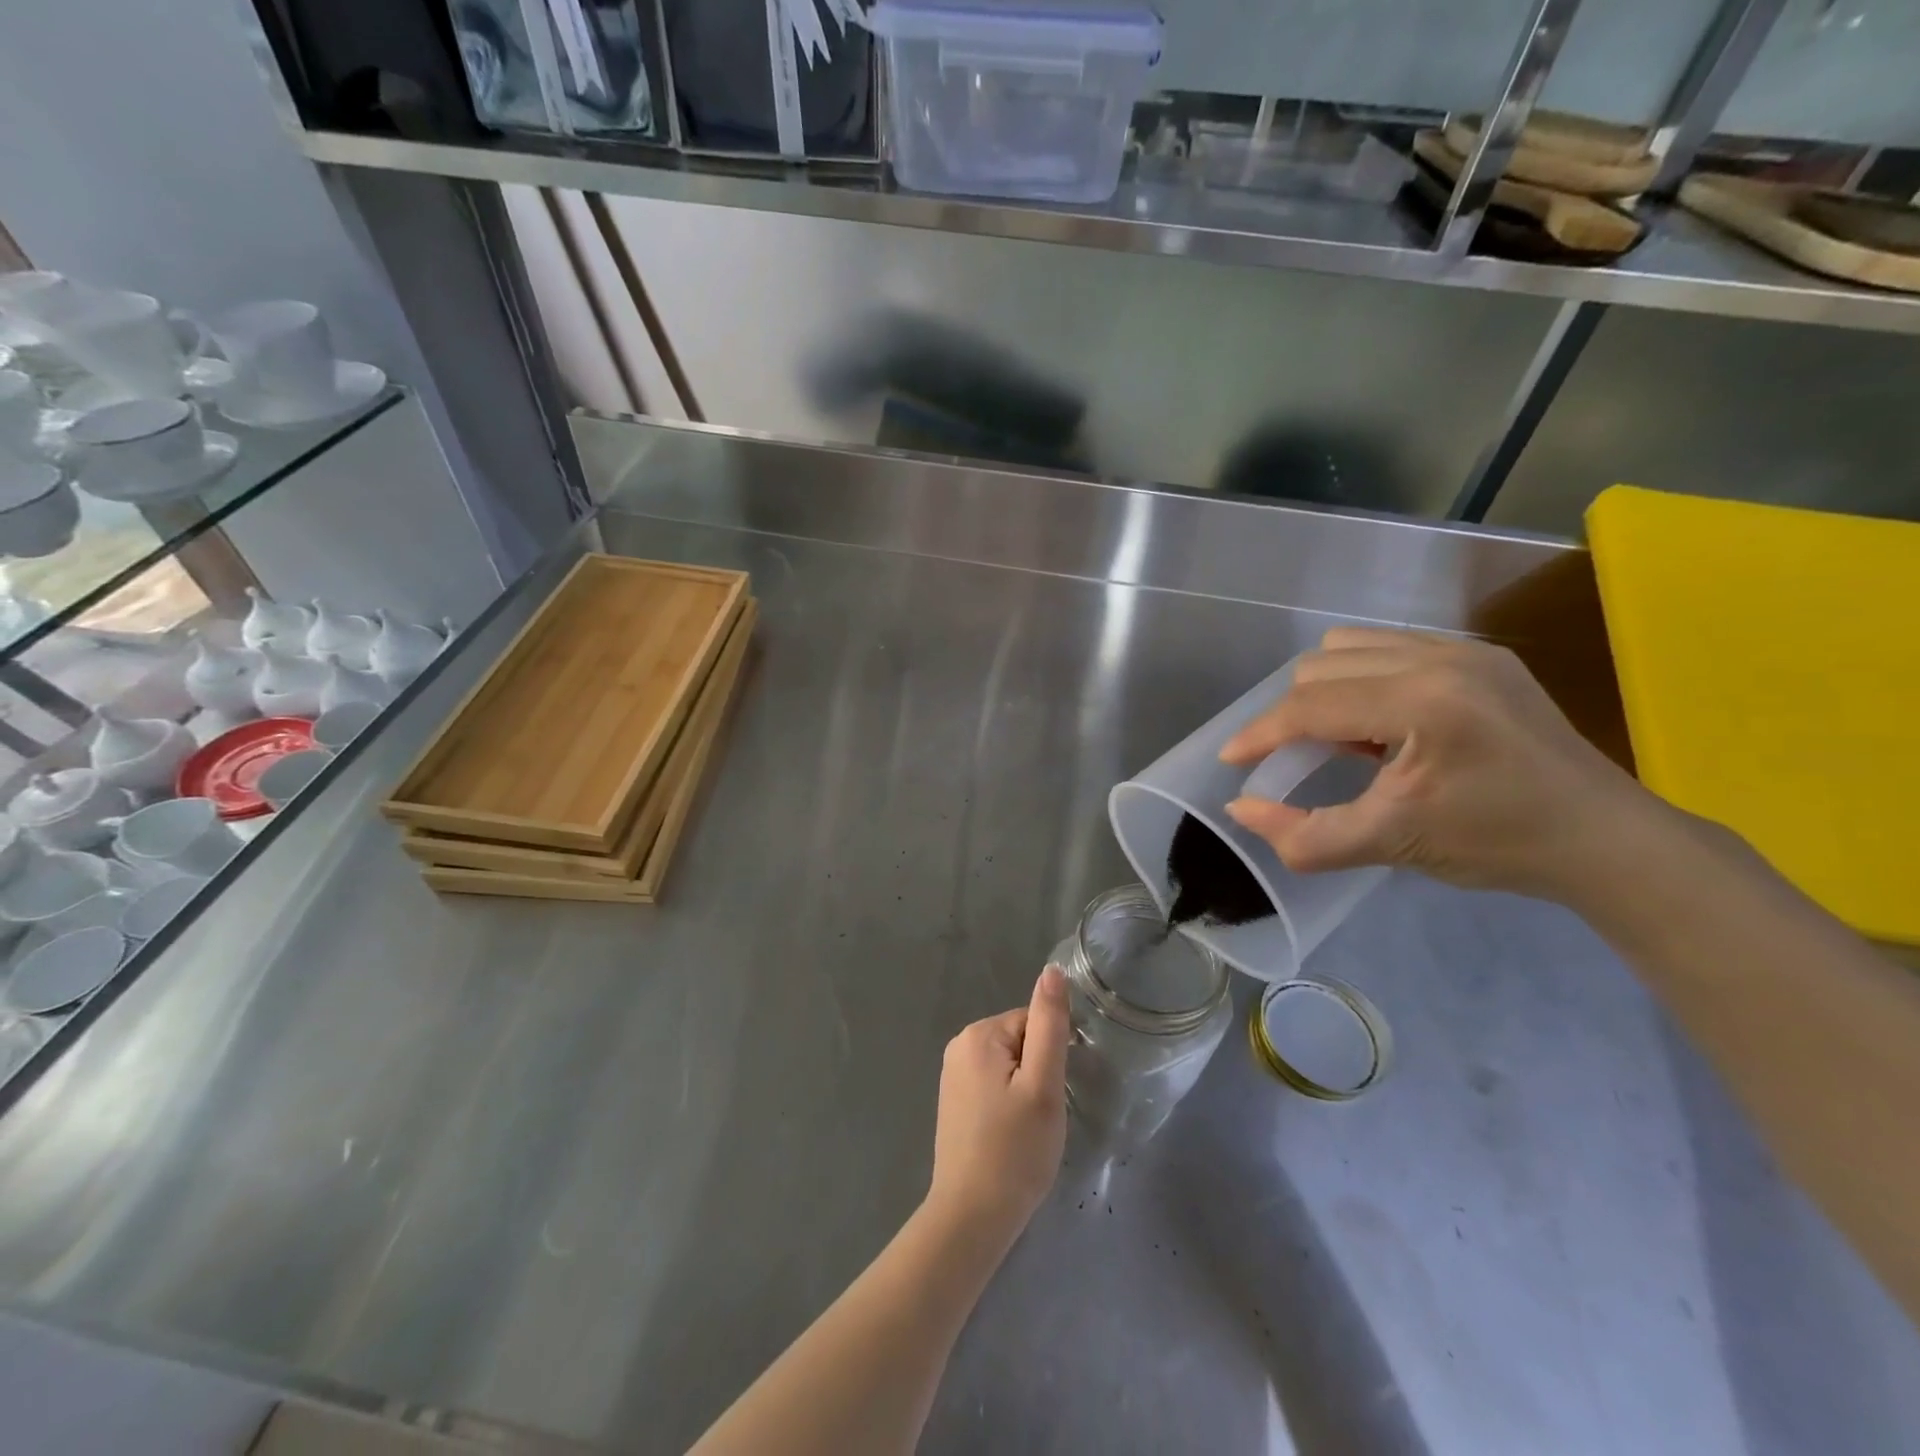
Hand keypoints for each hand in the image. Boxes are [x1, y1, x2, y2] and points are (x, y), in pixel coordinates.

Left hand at [926, 966, 1070, 1250]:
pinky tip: (1010, 1136)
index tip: (1051, 1095)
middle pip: (1020, 1041)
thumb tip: (1053, 970)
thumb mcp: (1043, 1084)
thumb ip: (1049, 1024)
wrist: (971, 1217)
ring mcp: (952, 1074)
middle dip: (1038, 1073)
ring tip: (1026, 1130)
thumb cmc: (1014, 1150)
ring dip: (1026, 1091)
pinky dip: (1009, 1105)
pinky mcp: (954, 1100)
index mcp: (979, 1034)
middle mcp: (959, 1045)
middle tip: (1040, 1117)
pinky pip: (994, 1085)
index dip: (1051, 1058)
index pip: (1034, 1023)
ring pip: (1010, 1065)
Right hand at [1219, 627, 1661, 903]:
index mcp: (1422, 702)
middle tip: (1295, 761)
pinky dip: (1362, 678)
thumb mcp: (1390, 845)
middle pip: (1321, 666)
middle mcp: (1440, 658)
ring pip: (1350, 645)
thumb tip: (1239, 809)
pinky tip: (1382, 722)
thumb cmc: (1496, 844)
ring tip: (1342, 738)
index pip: (1312, 706)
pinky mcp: (1481, 655)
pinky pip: (1390, 646)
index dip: (1261, 733)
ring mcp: (1465, 650)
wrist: (1604, 838)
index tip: (1230, 760)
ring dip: (1325, 688)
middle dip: (1293, 714)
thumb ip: (1304, 834)